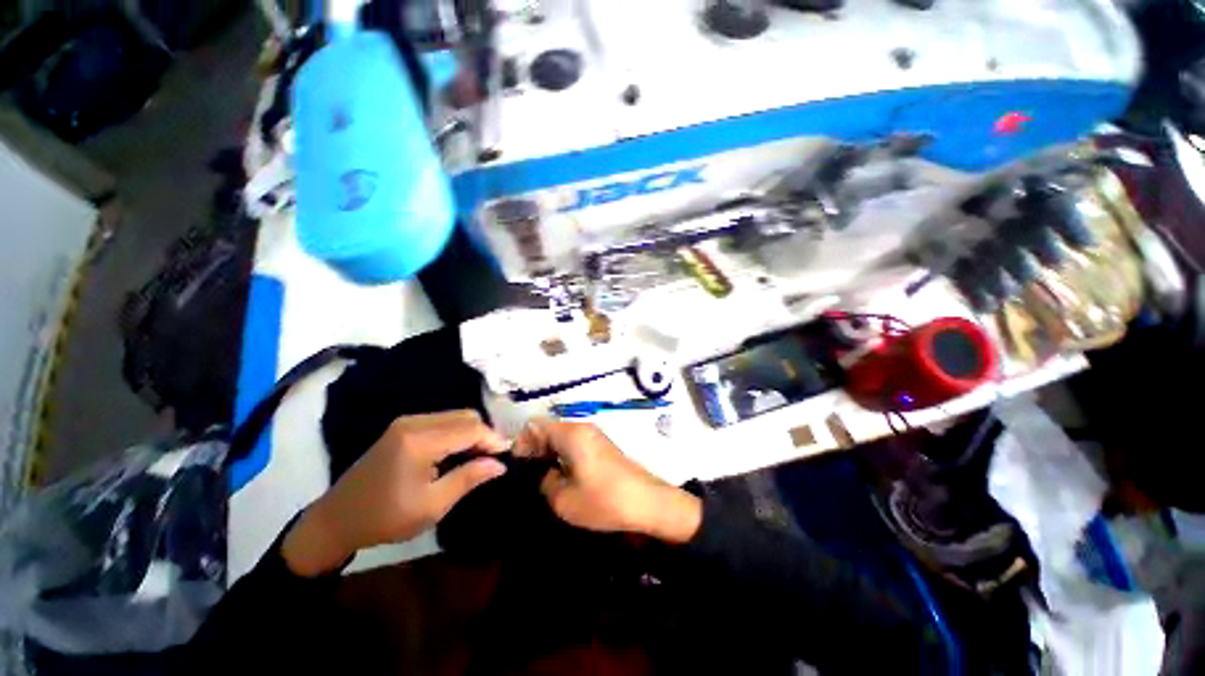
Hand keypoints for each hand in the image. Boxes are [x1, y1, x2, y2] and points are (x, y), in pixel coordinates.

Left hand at [283, 411, 508, 575]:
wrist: (337, 519)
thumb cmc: (385, 518)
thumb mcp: (432, 506)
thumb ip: (469, 478)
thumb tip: (500, 464)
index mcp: (420, 441)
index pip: (471, 429)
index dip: (494, 439)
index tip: (508, 456)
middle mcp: (415, 422)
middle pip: (466, 416)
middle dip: (485, 434)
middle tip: (493, 459)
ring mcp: (407, 422)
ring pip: (456, 416)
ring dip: (473, 432)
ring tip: (478, 457)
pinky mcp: (403, 426)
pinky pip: (443, 420)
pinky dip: (458, 432)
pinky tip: (458, 452)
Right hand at [515, 420, 701, 543]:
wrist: (648, 502)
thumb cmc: (604, 500)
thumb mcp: (564, 500)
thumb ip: (546, 482)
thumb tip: (546, 474)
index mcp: (571, 434)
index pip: (535, 426)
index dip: (521, 443)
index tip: (516, 466)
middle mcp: (582, 428)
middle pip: (548, 429)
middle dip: (534, 449)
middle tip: (526, 476)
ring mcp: (594, 436)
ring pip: (561, 437)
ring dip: (549, 453)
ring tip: (542, 479)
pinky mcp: (602, 446)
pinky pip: (574, 444)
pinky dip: (563, 455)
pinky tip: (562, 477)